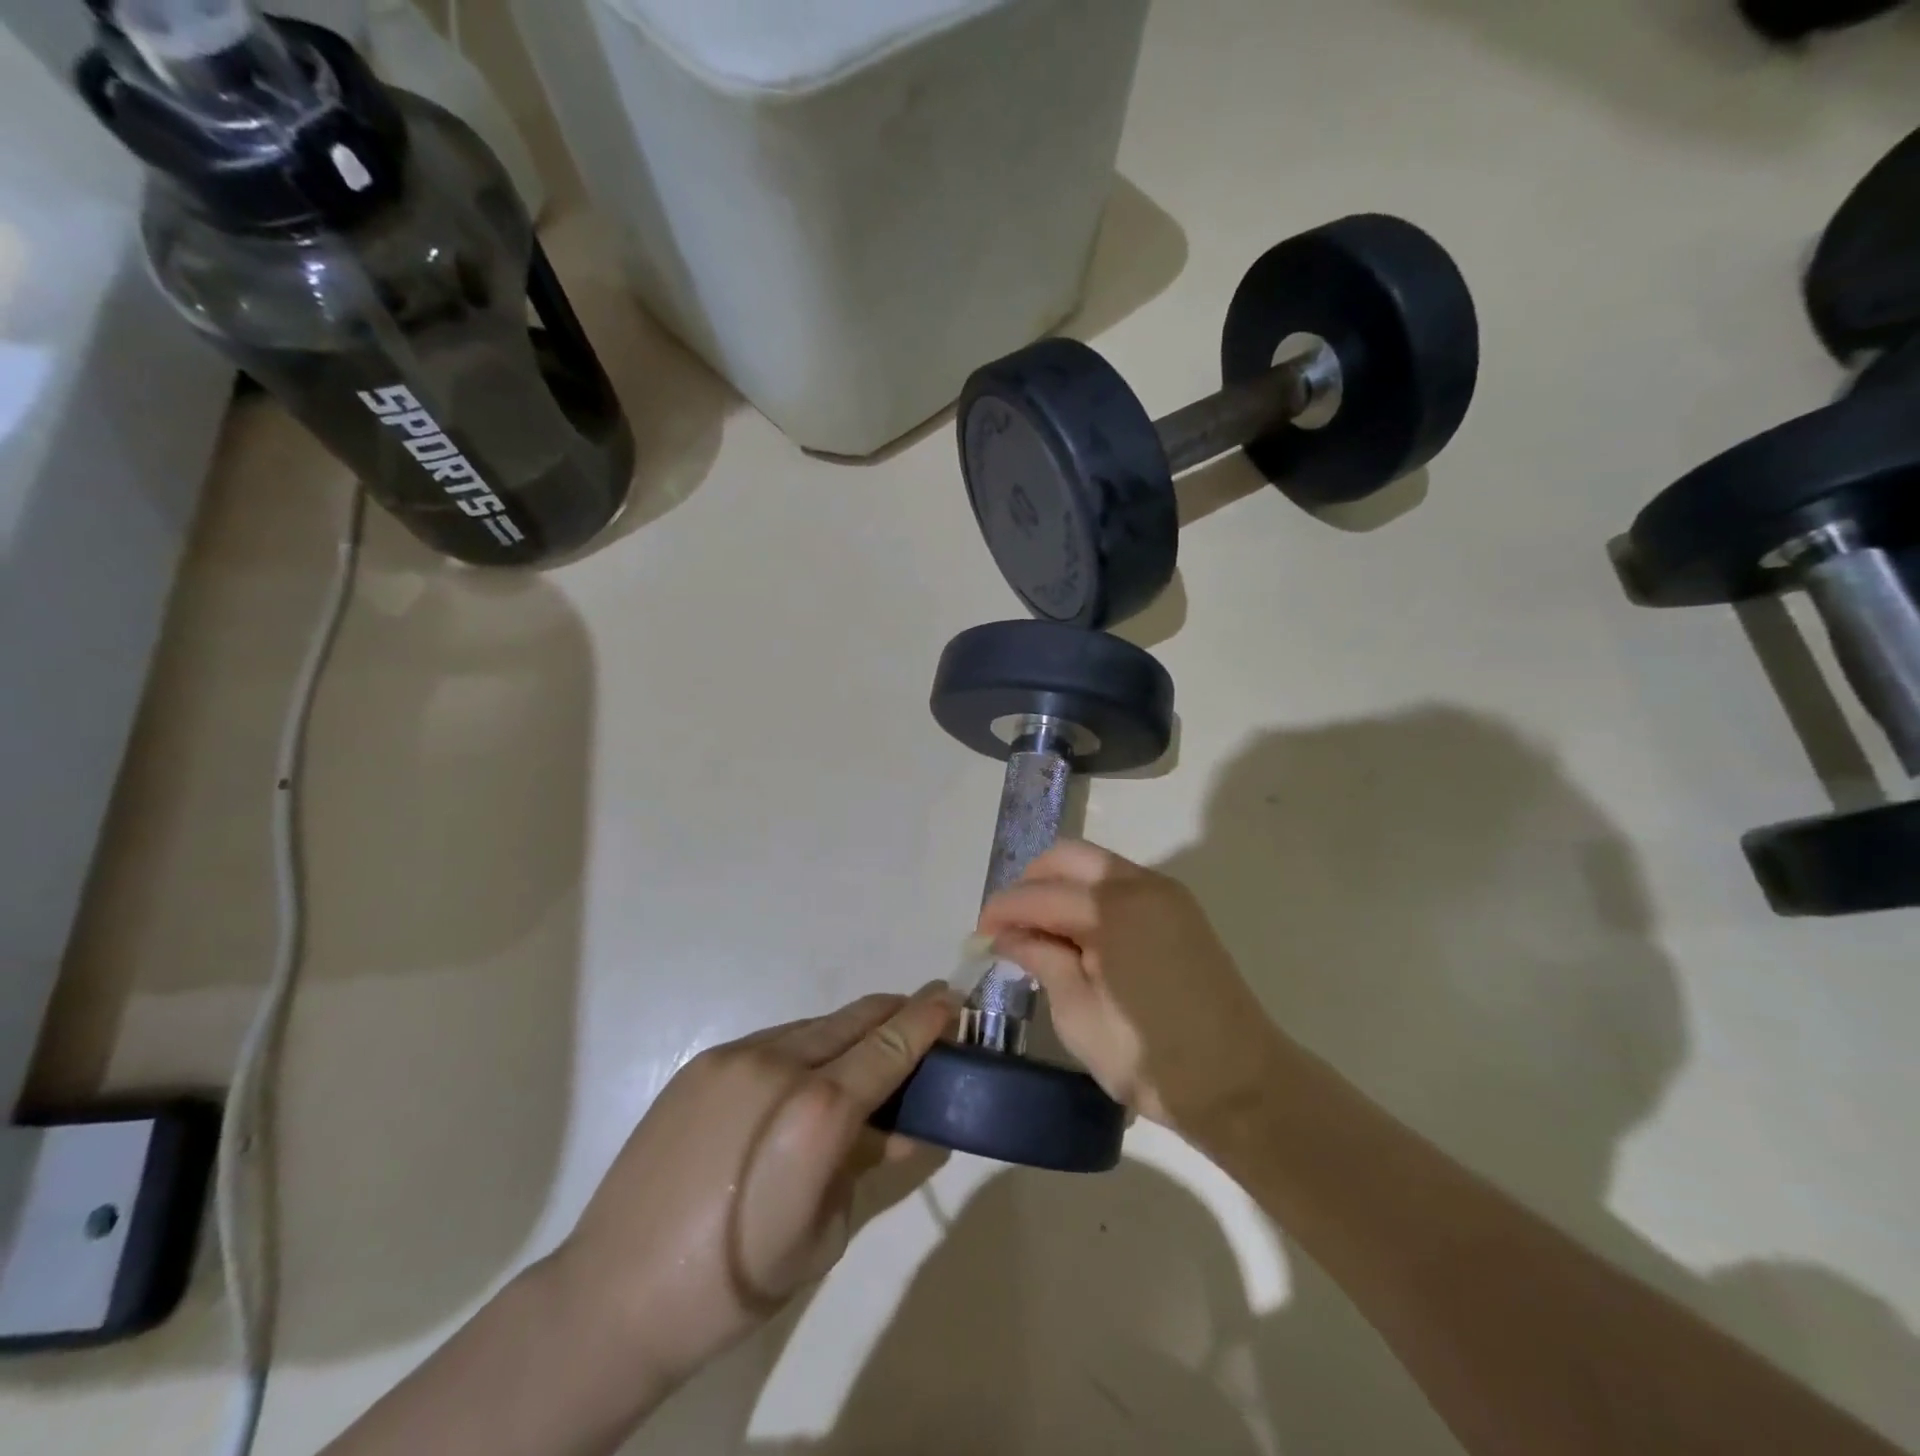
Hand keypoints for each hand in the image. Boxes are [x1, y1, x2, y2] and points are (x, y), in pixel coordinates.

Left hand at [553, 985, 959, 1389]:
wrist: (614, 1297)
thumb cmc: (736, 1284)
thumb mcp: (825, 1231)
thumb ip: (866, 1161)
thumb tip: (901, 1124)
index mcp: (817, 1113)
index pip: (890, 1044)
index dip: (927, 1017)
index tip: (951, 999)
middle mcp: (779, 1064)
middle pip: (856, 1018)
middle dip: (895, 1015)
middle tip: (921, 1023)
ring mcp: (735, 1056)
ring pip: (815, 1026)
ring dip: (850, 1033)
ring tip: (863, 1060)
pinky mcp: (703, 1062)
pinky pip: (774, 1040)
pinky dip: (806, 1048)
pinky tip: (802, 1081)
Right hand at [978, 841, 1283, 1127]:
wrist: (1240, 1084)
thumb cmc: (1150, 1058)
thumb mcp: (1078, 1014)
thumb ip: (1041, 959)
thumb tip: (1005, 934)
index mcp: (1112, 908)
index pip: (1039, 893)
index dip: (1002, 910)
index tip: (978, 935)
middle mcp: (1140, 883)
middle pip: (1067, 856)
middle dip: (1030, 883)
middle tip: (1009, 926)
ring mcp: (1165, 893)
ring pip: (1095, 865)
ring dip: (1060, 886)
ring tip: (1040, 932)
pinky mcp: (1179, 909)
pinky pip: (1120, 883)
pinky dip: (1089, 895)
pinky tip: (1078, 934)